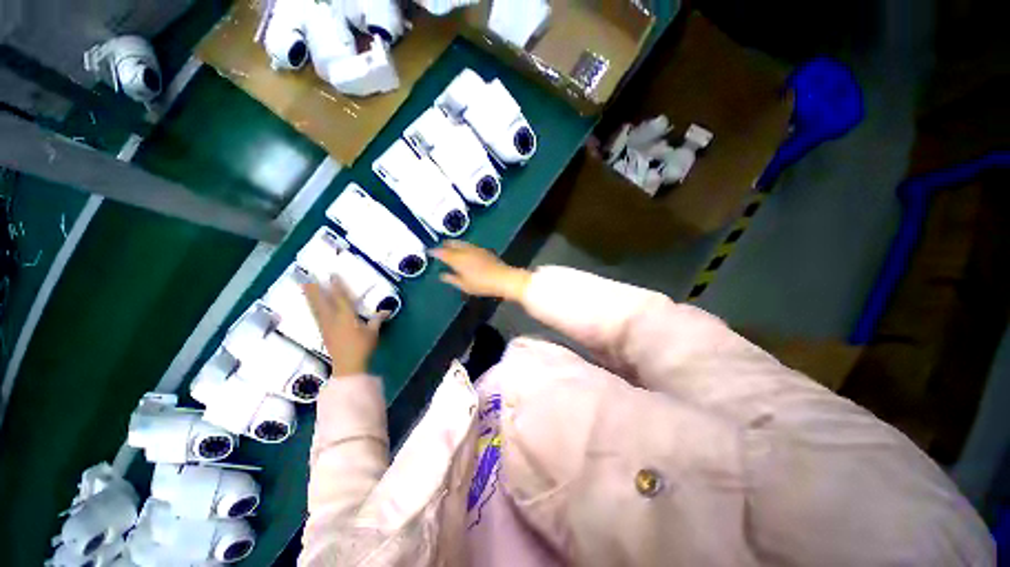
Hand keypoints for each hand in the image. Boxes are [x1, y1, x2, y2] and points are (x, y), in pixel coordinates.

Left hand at [302, 277, 384, 376]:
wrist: (348, 365)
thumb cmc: (362, 347)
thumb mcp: (373, 332)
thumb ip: (377, 320)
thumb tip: (386, 311)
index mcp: (346, 316)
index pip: (340, 297)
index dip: (337, 286)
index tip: (332, 275)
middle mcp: (333, 319)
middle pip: (322, 301)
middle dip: (315, 289)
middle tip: (306, 277)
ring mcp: (326, 326)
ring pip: (316, 308)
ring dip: (310, 296)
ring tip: (305, 286)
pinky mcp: (323, 333)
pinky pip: (316, 315)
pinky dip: (313, 307)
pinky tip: (312, 306)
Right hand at [431, 241, 530, 301]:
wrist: (503, 278)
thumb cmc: (481, 284)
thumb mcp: (464, 285)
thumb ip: (452, 279)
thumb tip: (442, 274)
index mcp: (457, 259)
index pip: (442, 253)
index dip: (435, 251)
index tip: (429, 251)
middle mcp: (465, 250)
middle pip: (452, 244)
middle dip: (444, 245)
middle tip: (439, 246)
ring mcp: (475, 249)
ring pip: (461, 243)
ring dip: (454, 243)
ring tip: (449, 246)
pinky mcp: (484, 250)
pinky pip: (469, 245)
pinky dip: (463, 246)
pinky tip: (464, 250)